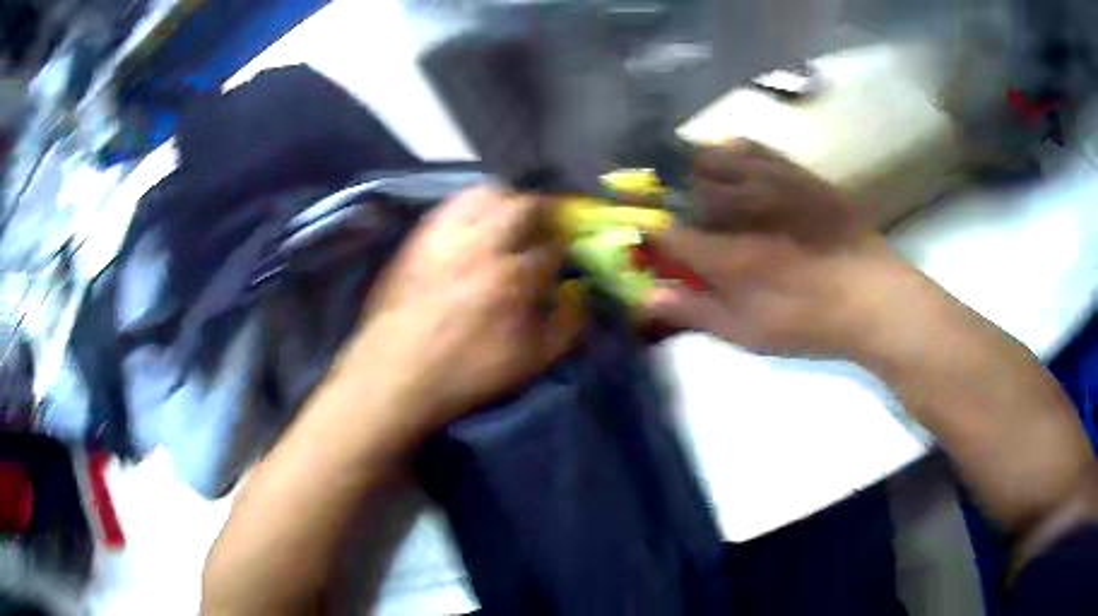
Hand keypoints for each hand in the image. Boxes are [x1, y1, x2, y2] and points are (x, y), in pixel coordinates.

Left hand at [339, 184, 583, 438]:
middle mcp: (484, 243)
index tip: (565, 255)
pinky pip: (452, 203)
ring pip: (487, 194)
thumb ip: (566, 325)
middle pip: (524, 206)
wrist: (396, 372)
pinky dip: (471, 205)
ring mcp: (448, 234)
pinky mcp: (421, 235)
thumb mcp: (531, 361)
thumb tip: (579, 294)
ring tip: (510, 219)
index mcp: (515, 276)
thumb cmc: (467, 371)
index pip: (553, 245)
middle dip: (543, 213)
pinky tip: (474, 224)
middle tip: (544, 229)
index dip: (565, 247)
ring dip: (508, 201)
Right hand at [643, 140, 919, 357]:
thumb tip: (648, 295)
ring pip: (712, 157)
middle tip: (666, 207)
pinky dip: (729, 151)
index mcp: (727, 254)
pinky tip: (728, 158)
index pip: (665, 231)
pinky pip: (751, 147)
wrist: (873, 295)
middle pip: (682, 185)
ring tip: (690, 179)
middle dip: (665, 194)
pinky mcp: (794, 171)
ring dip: (691, 167)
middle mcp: (741, 207)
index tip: (634, 230)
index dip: (643, 229)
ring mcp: (769, 182)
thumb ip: (697, 311)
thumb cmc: (810, 321)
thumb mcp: (750, 332)